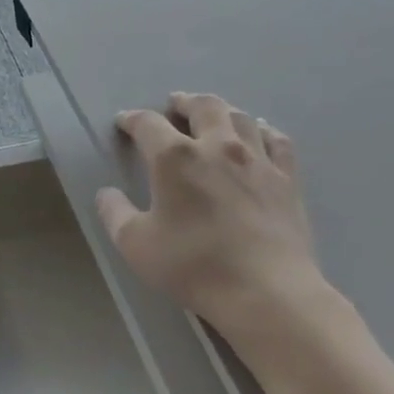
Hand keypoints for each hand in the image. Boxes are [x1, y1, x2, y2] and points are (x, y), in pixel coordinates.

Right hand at [96, 92, 333, 340]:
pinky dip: (263, 131)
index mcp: (175, 157)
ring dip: (222, 111)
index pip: (148, 124)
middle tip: (174, 105)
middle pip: (203, 106)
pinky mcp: (287, 178)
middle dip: (184, 102)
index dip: (133, 119)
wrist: (265, 291)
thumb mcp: (135, 244)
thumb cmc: (193, 266)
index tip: (124, 122)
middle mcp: (218, 145)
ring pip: (240, 117)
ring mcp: (257, 160)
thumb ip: (114, 213)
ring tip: (213, 116)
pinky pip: (277, 140)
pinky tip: (260, 135)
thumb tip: (106, 193)